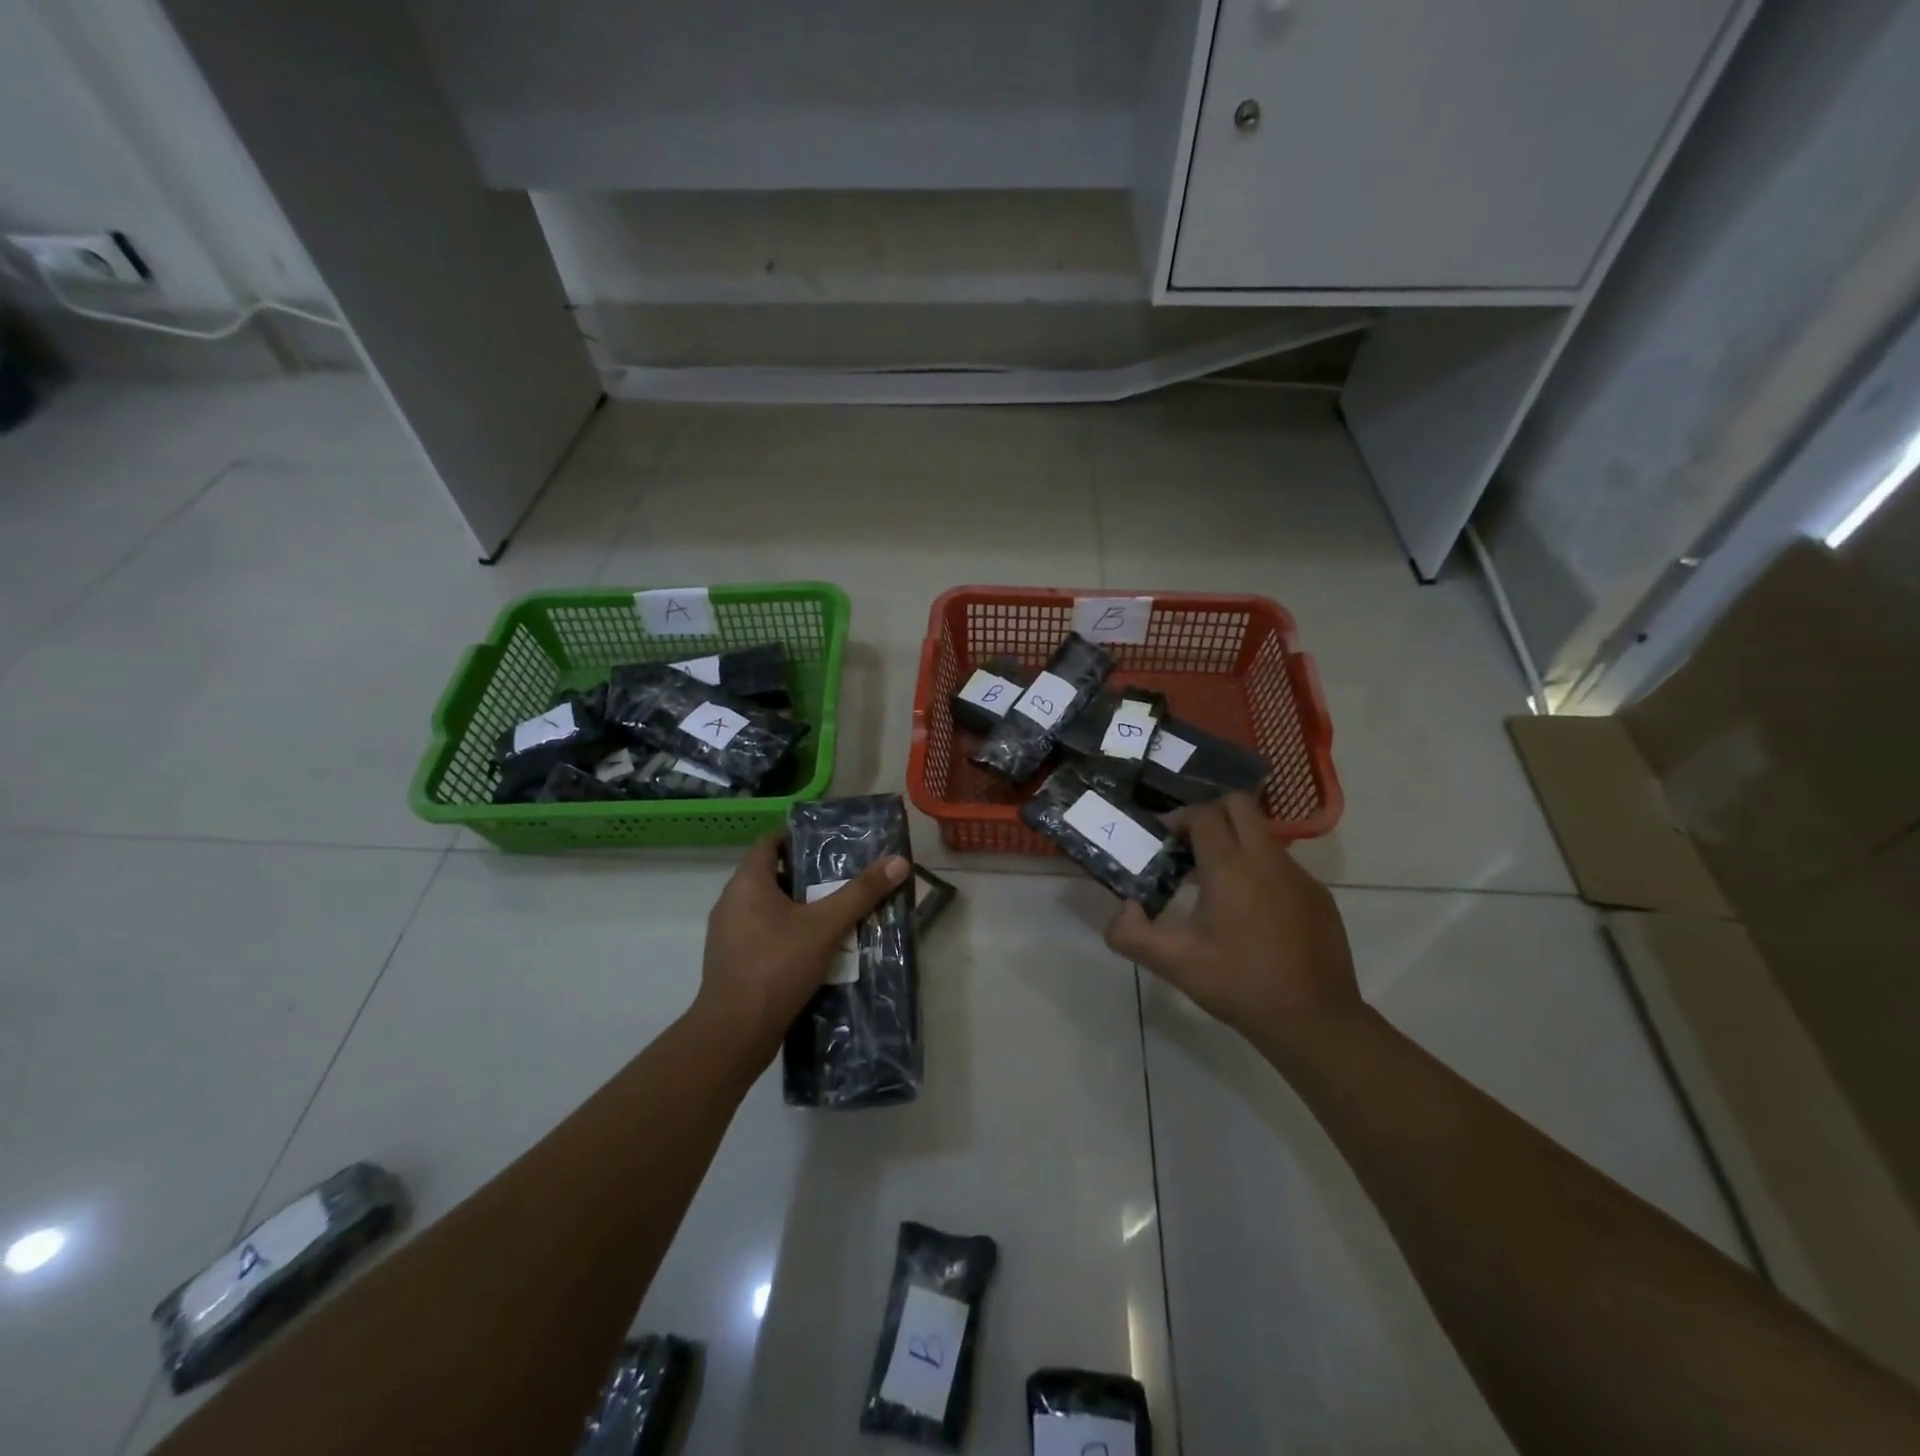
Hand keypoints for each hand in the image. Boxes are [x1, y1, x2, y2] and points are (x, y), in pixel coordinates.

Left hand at [696, 832, 910, 1059]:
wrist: (734, 1033)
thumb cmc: (777, 966)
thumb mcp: (826, 926)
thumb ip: (861, 893)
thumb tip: (899, 861)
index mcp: (747, 882)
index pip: (770, 842)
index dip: (798, 839)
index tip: (829, 845)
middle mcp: (731, 901)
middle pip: (772, 875)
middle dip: (807, 877)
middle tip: (842, 880)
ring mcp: (728, 934)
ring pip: (768, 908)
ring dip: (799, 908)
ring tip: (836, 913)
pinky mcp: (732, 961)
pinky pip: (763, 934)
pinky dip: (787, 933)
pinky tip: (815, 949)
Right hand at [1105, 793, 1360, 1043]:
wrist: (1314, 1020)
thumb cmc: (1239, 985)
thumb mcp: (1174, 964)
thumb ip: (1132, 934)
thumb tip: (1123, 908)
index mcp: (1230, 869)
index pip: (1204, 814)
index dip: (1180, 819)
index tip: (1165, 840)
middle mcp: (1267, 860)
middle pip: (1239, 804)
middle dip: (1211, 814)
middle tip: (1190, 846)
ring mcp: (1298, 875)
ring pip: (1263, 833)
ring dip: (1236, 841)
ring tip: (1216, 881)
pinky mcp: (1318, 894)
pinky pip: (1283, 863)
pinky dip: (1261, 869)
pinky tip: (1252, 910)